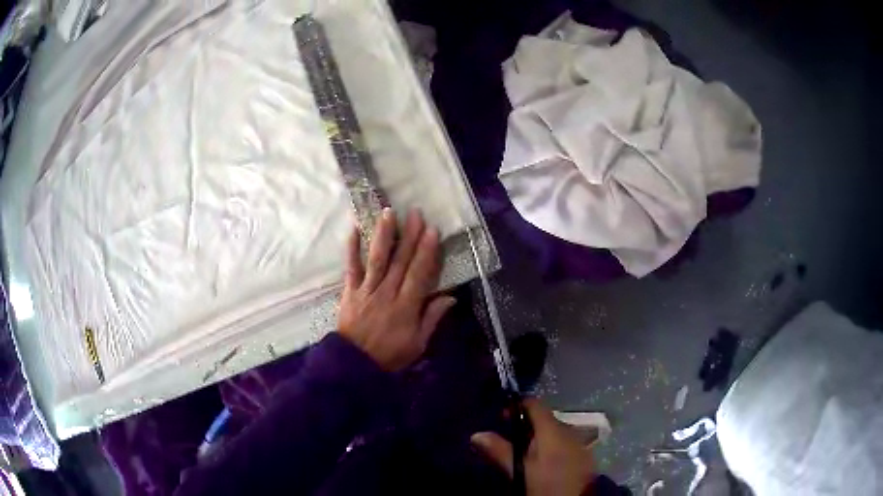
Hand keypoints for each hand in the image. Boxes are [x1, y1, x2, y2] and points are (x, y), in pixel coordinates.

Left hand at [338, 208, 455, 370]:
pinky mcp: (350, 291)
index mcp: (406, 306)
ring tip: (388, 212)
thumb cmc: (390, 355)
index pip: (419, 273)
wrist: (355, 364)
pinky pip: (351, 267)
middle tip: (415, 213)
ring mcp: (366, 290)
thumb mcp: (418, 344)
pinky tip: (353, 229)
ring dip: (383, 234)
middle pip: (400, 261)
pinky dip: (351, 248)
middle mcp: (387, 293)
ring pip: (376, 258)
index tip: (432, 231)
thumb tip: (450, 297)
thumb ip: (432, 318)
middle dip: (409, 235)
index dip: (426, 251)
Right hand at [472, 399, 594, 495]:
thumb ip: (500, 450)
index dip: (518, 406)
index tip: (502, 416)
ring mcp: (579, 442)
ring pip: (555, 431)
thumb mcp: (518, 470)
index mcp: (552, 429)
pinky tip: (545, 461)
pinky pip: (566, 442)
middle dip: (526, 424)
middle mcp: (569, 429)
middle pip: (545, 418)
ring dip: (540, 436)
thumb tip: (477, 434)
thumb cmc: (544, 484)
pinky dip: (553, 445)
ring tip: (525, 452)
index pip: (535, 404)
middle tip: (509, 438)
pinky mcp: (584, 455)